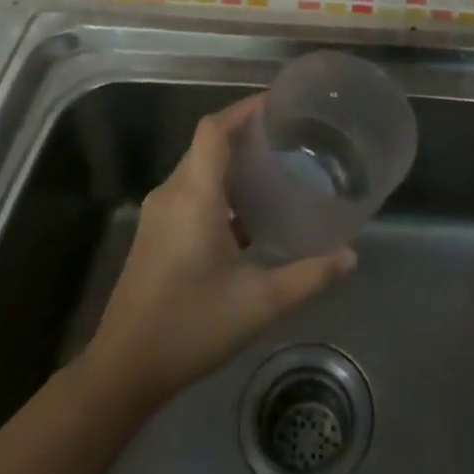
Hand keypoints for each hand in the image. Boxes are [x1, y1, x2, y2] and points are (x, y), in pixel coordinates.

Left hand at [82, 94, 354, 407]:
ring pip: (198, 167)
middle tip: (290, 135)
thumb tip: (350, 255)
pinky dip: (220, 185)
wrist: (123, 370)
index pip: (214, 129)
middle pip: (207, 142)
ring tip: (275, 165)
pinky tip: (248, 211)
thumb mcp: (259, 303)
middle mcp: (172, 193)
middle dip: (246, 131)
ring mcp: (159, 214)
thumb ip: (308, 276)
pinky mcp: (156, 233)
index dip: (244, 108)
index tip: (280, 104)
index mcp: (194, 195)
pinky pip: (191, 189)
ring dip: (232, 159)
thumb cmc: (190, 326)